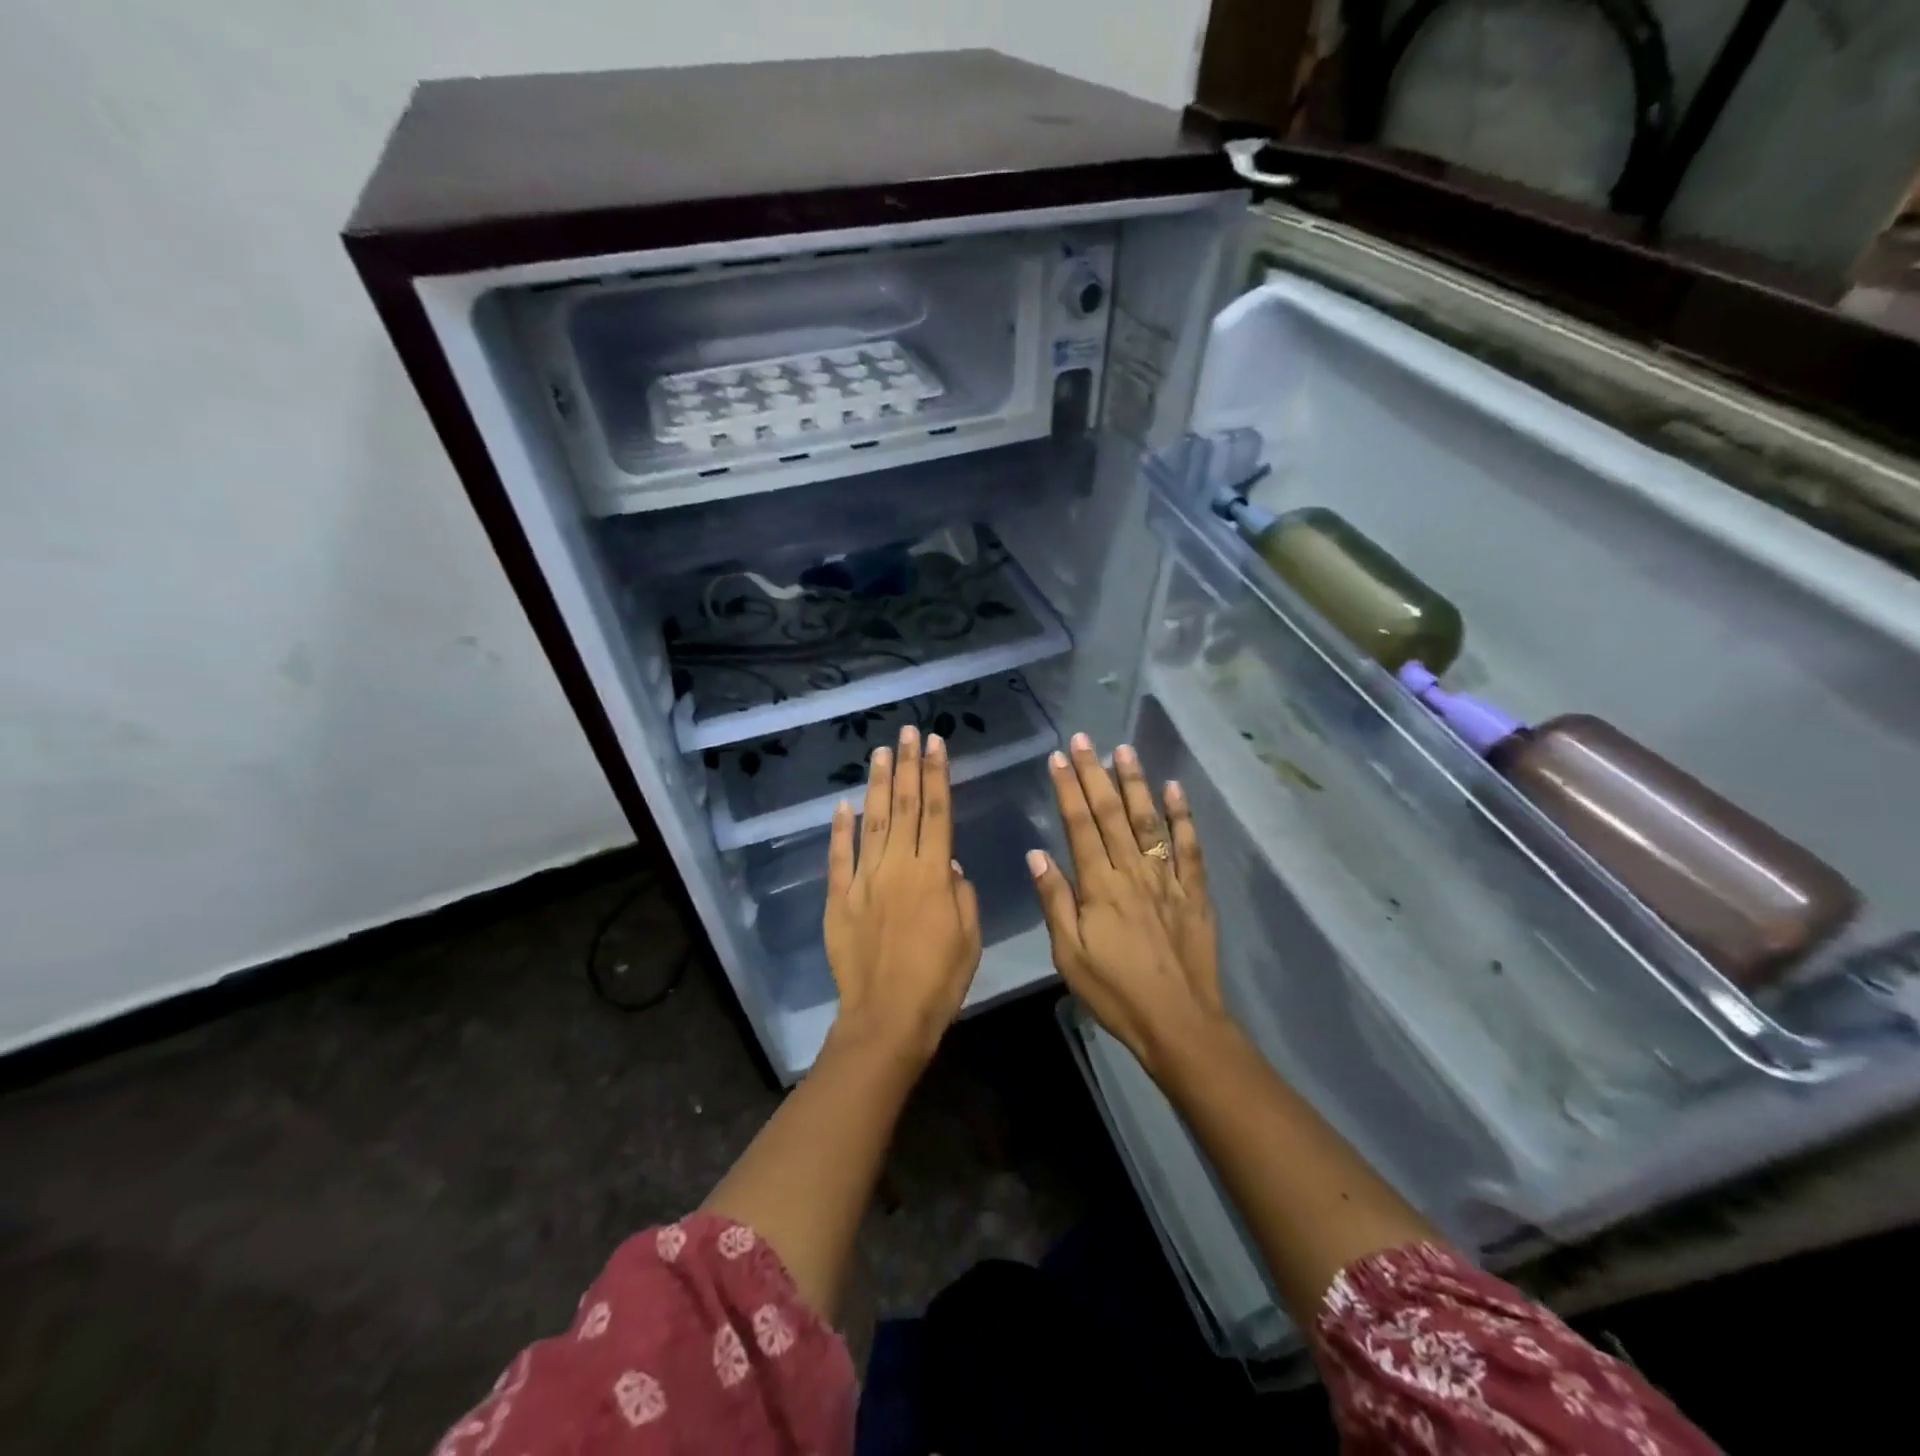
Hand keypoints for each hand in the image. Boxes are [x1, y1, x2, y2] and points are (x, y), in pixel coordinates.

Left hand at [824, 724, 982, 1064]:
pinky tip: (843, 804)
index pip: (938, 812)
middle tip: (907, 731)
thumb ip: (961, 893)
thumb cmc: (939, 980)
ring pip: (873, 822)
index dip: (937, 775)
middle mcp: (898, 867)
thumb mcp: (969, 937)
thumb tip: (949, 862)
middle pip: (905, 807)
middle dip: (907, 766)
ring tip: (880, 752)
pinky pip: (839, 857)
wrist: (887, 1017)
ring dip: (878, 785)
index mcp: (934, 874)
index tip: (935, 743)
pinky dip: (840, 829)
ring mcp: (864, 880)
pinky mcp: (839, 899)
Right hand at [1029, 733, 1227, 1075]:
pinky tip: (1174, 789)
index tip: (1058, 758)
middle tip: (1084, 739)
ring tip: (1124, 750)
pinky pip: (1189, 848)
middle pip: (1111, 814)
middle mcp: (1133, 872)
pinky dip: (1182, 816)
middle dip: (1095, 773)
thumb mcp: (1069, 955)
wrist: (1178, 1022)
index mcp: (1099, 886)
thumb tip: (1037, 854)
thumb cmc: (1115, 992)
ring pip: (1149, 821)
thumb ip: (1055, 901)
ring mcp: (1167, 879)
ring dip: (1135, 784)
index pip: (1079, 826)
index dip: (1068, 789)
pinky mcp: (1194, 892)